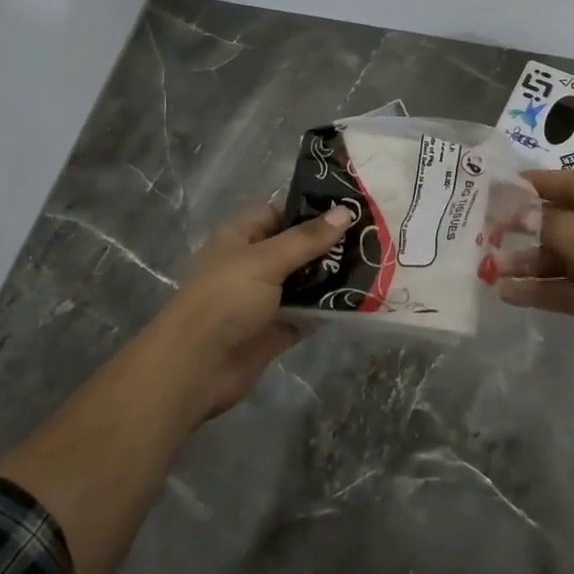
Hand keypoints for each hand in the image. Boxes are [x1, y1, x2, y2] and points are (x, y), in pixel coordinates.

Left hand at [146, 200, 354, 424]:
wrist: (195, 368)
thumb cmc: (225, 300)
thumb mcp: (266, 260)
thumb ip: (306, 239)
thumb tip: (346, 212)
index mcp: (242, 237)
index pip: (281, 212)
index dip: (313, 208)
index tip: (353, 205)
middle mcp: (254, 264)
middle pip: (298, 247)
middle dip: (331, 243)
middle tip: (375, 234)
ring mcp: (265, 298)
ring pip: (306, 280)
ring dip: (334, 275)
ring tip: (377, 262)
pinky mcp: (277, 329)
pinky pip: (309, 312)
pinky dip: (329, 307)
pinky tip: (362, 299)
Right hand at [498, 169, 573, 401]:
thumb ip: (553, 224)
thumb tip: (526, 213)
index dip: (537, 184)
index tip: (500, 187)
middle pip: (566, 221)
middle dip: (527, 229)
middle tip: (487, 232)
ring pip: (564, 257)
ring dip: (530, 262)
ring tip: (491, 269)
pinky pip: (568, 287)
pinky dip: (542, 289)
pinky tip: (509, 294)